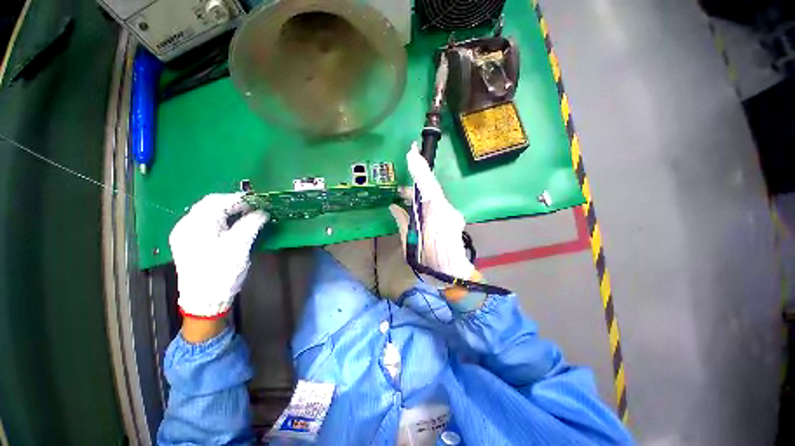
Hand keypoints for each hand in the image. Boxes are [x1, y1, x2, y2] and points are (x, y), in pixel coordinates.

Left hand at [169, 193, 267, 318]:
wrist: (204, 300)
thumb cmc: (222, 271)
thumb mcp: (240, 246)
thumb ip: (251, 224)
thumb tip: (262, 212)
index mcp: (196, 225)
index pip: (217, 201)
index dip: (238, 198)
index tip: (257, 201)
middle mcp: (185, 225)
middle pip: (209, 205)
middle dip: (232, 203)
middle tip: (252, 208)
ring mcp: (183, 234)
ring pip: (205, 213)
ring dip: (225, 211)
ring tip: (244, 215)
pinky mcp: (186, 243)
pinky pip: (203, 223)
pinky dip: (218, 220)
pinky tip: (229, 225)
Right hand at [389, 142, 474, 281]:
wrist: (454, 275)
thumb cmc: (429, 264)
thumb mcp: (410, 244)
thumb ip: (403, 222)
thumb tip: (394, 206)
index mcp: (435, 217)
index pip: (428, 187)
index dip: (420, 170)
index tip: (412, 153)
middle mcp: (447, 211)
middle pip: (432, 188)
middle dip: (417, 177)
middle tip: (403, 176)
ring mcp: (452, 214)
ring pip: (434, 195)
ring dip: (419, 191)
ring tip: (404, 194)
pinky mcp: (453, 217)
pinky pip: (437, 203)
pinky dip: (426, 199)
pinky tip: (416, 203)